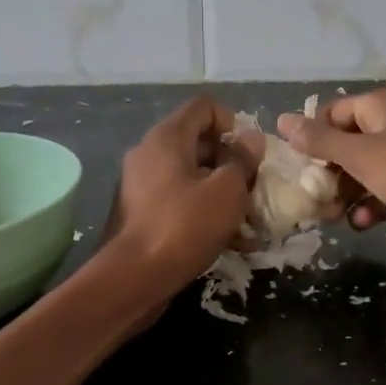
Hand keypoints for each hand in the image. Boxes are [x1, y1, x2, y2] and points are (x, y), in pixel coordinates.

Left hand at [103, 95, 253, 300]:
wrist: (133, 278)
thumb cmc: (184, 226)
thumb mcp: (227, 190)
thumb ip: (242, 160)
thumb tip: (250, 140)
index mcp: (167, 137)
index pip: (204, 106)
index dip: (233, 122)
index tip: (248, 153)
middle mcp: (149, 153)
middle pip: (198, 141)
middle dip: (230, 161)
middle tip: (252, 187)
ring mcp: (141, 184)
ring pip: (190, 174)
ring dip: (219, 190)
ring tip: (245, 219)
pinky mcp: (140, 212)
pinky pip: (178, 199)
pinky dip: (201, 210)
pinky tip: (225, 238)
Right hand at [275, 88, 385, 258]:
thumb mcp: (361, 155)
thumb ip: (319, 140)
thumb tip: (281, 120)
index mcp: (379, 106)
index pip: (331, 113)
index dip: (311, 138)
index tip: (295, 167)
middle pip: (345, 145)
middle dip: (326, 173)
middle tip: (310, 198)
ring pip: (362, 173)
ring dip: (345, 194)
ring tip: (331, 217)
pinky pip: (382, 192)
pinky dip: (370, 205)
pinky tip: (362, 222)